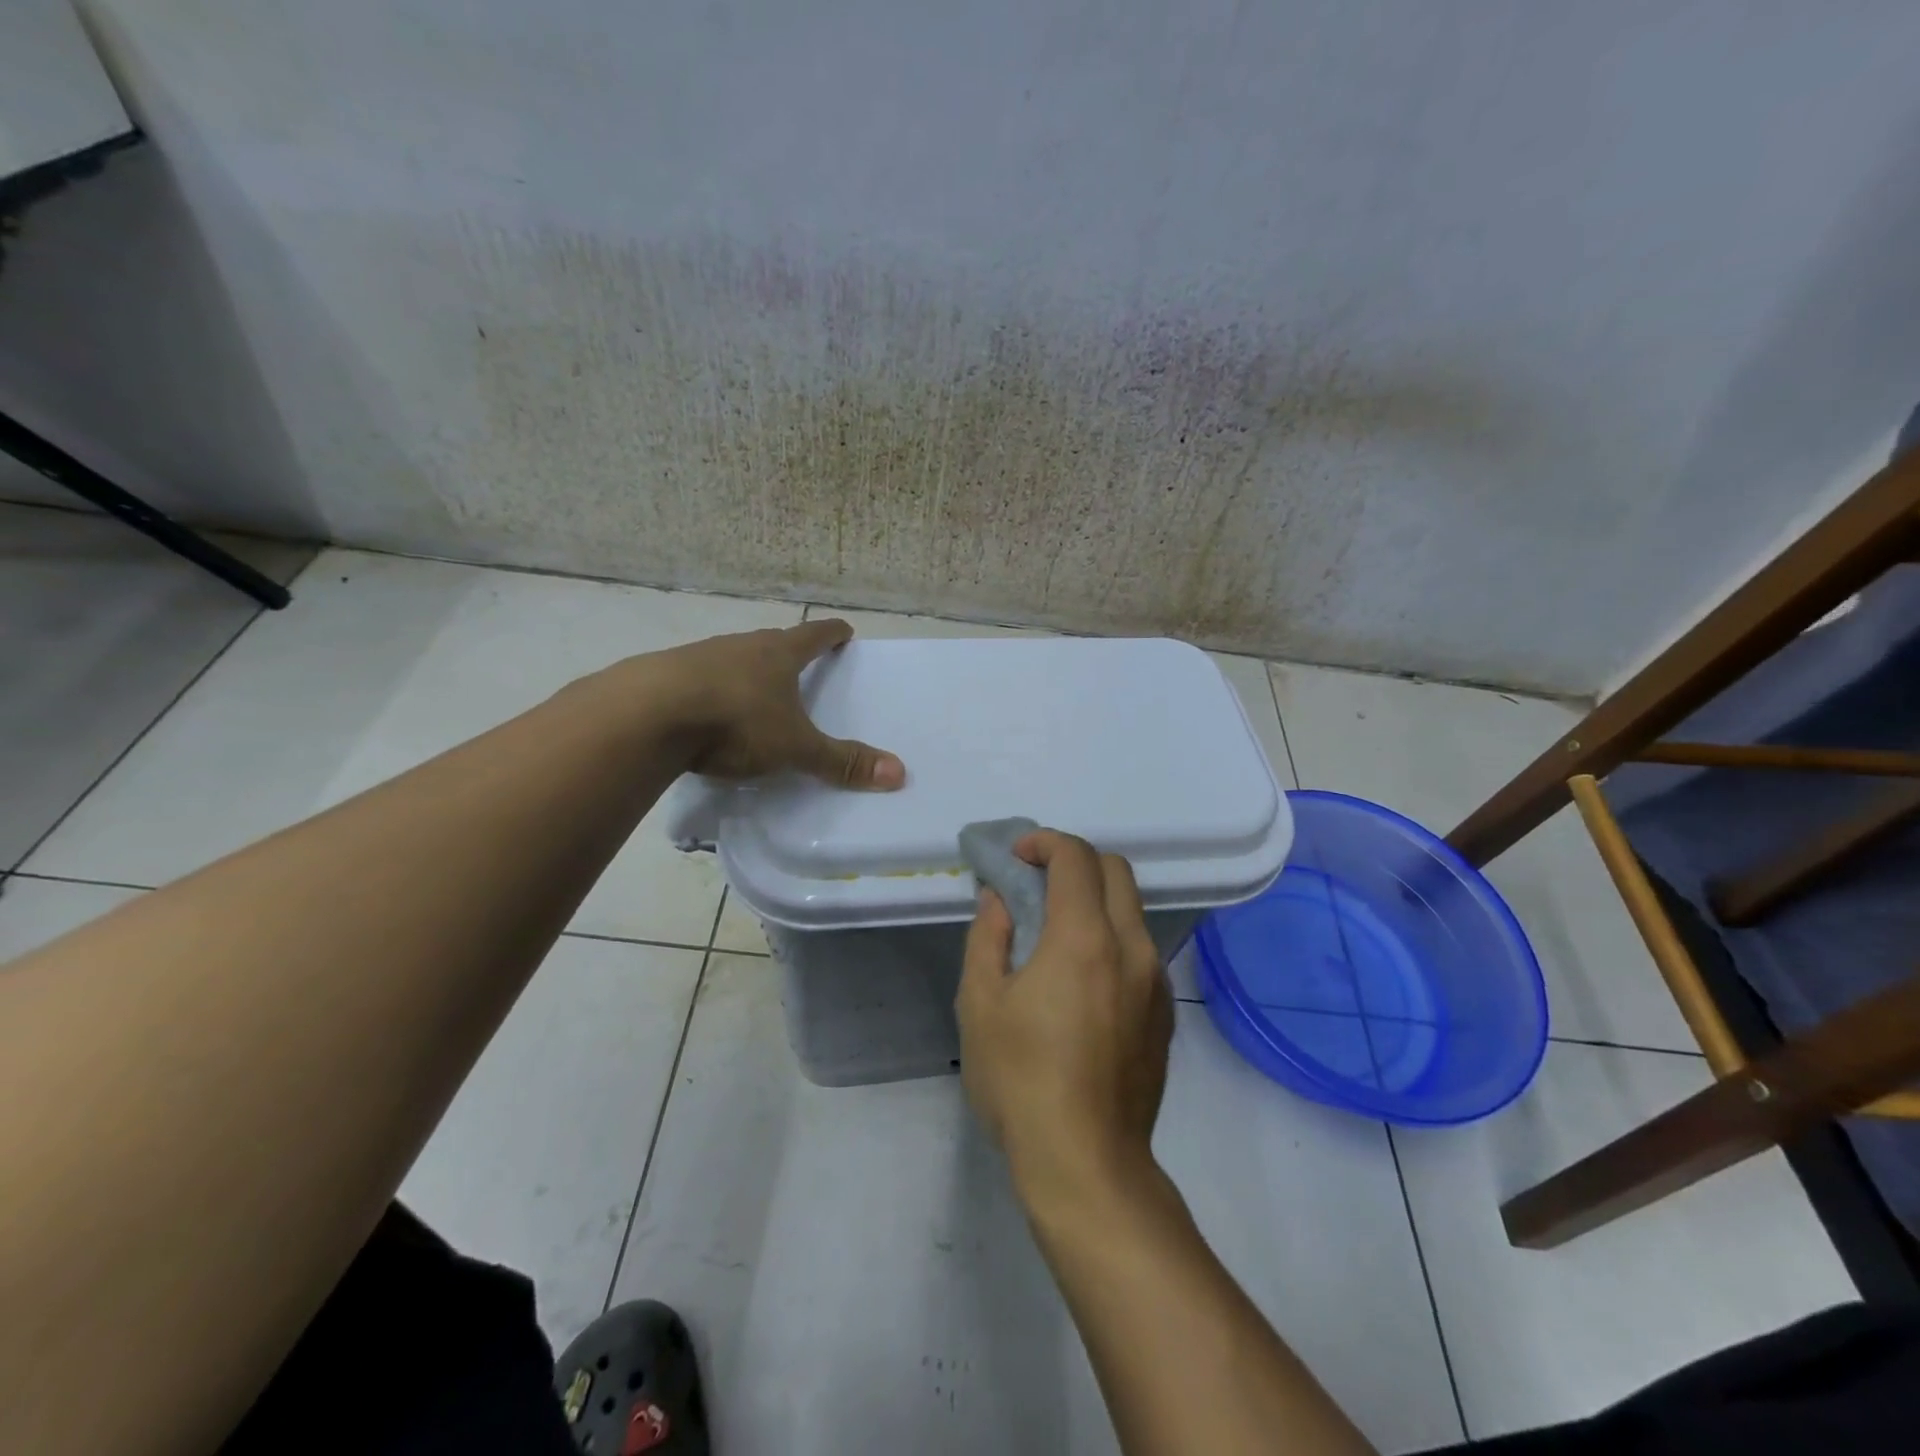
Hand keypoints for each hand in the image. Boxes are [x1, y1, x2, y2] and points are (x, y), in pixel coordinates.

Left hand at [651, 618, 904, 788]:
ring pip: (732, 658)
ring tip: (754, 690)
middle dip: (788, 651)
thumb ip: (842, 762)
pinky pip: (698, 678)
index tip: (844, 630)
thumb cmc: (735, 721)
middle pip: (771, 642)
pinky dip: (710, 689)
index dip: (832, 634)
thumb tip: (899, 773)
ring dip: (746, 670)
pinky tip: (706, 710)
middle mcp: (740, 646)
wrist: (647, 714)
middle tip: (799, 664)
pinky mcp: (664, 675)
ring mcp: (699, 656)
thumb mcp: (795, 748)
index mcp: (777, 654)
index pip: (814, 635)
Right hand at [957, 830, 1173, 1208]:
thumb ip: (988, 936)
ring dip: (1095, 898)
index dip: (1045, 842)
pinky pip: (1140, 948)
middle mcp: (1130, 947)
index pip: (1076, 857)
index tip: (1017, 856)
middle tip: (1036, 883)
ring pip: (1132, 908)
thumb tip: (999, 898)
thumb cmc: (1020, 1080)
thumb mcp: (981, 1003)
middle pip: (1115, 870)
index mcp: (1083, 938)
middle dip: (1075, 861)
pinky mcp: (1164, 1011)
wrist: (1086, 1163)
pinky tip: (1082, 977)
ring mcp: (1155, 980)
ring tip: (1055, 929)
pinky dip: (1111, 935)